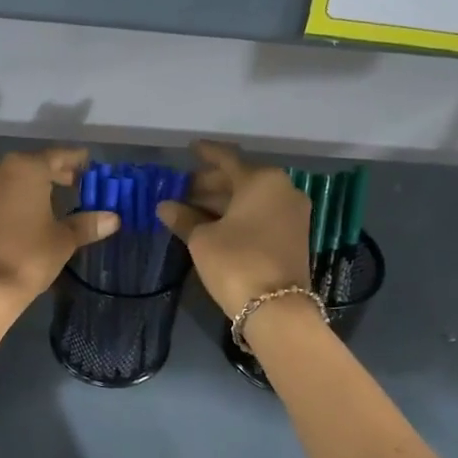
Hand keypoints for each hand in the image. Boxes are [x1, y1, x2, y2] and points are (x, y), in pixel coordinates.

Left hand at [0, 147, 117, 310]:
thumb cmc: (28, 256)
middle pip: (33, 165)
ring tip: (53, 201)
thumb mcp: (63, 240)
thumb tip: (113, 218)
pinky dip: (14, 198)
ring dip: (32, 186)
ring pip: (12, 179)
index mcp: (26, 168)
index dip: (75, 160)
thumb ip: (87, 224)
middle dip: (54, 173)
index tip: (89, 164)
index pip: (57, 156)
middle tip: (75, 183)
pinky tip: (27, 214)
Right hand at [157, 140, 313, 319]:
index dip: (206, 154)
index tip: (191, 149)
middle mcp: (283, 189)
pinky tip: (214, 224)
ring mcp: (292, 213)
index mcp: (262, 180)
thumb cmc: (235, 263)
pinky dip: (238, 215)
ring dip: (222, 202)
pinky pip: (261, 214)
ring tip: (191, 209)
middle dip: (210, 183)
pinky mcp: (293, 235)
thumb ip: (184, 218)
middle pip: (240, 179)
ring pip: (251, 199)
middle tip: (182, 190)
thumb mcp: (202, 239)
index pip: (227, 159)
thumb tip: (164, 206)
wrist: (276, 308)